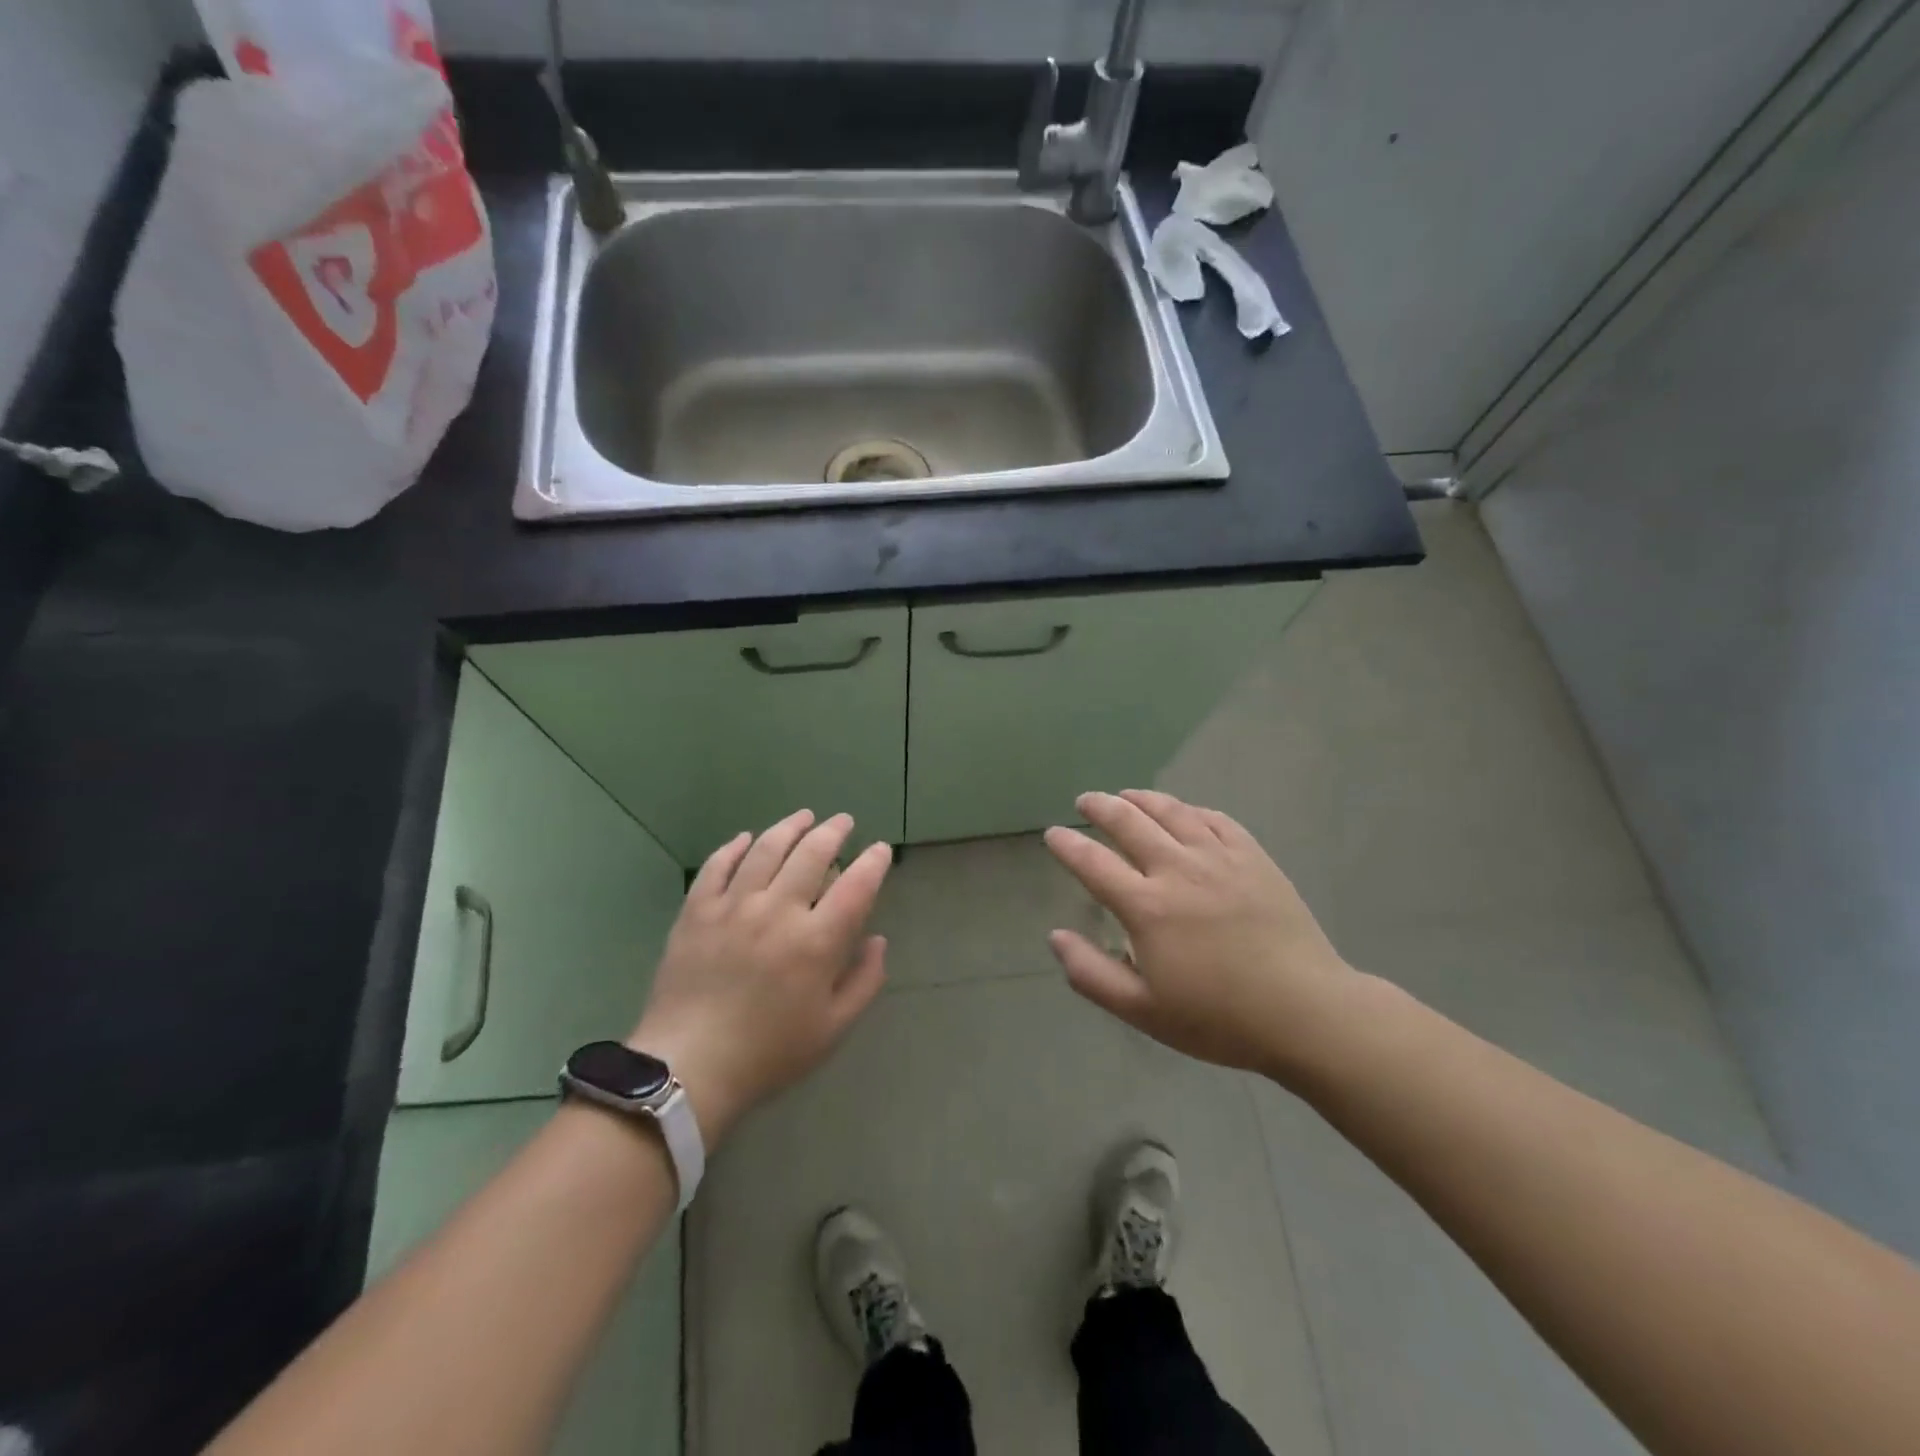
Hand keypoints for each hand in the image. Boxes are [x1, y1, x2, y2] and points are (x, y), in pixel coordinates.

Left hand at [629, 810, 891, 1144]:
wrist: (688, 1068)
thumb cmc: (769, 1053)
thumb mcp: (832, 1029)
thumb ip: (864, 981)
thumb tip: (877, 940)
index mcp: (816, 942)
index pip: (856, 886)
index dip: (873, 863)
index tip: (880, 850)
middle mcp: (778, 911)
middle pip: (812, 853)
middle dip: (833, 831)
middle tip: (843, 822)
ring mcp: (733, 906)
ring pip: (766, 849)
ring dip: (789, 827)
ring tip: (804, 817)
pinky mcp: (697, 911)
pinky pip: (717, 866)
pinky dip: (734, 847)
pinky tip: (746, 838)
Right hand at [1044, 790, 1359, 1082]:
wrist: (1306, 1012)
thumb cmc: (1219, 1018)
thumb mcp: (1143, 1010)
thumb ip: (1091, 973)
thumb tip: (1056, 936)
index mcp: (1146, 907)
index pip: (1093, 862)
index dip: (1067, 844)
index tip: (1053, 833)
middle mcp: (1178, 870)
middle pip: (1129, 822)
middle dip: (1100, 806)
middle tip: (1085, 801)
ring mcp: (1219, 858)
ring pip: (1172, 812)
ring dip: (1142, 798)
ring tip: (1126, 795)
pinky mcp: (1253, 858)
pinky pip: (1215, 819)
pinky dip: (1190, 810)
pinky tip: (1184, 812)